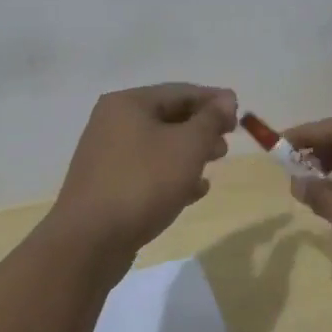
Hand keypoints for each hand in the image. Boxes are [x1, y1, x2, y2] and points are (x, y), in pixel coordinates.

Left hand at [49, 83, 237, 263]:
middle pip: (168, 117)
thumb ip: (210, 120)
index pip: (180, 92)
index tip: (240, 114)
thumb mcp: (187, 146)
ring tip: (214, 165)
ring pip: (159, 146)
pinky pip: (147, 171)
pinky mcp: (108, 186)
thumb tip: (226, 99)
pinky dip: (172, 175)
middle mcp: (113, 123)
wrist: (90, 240)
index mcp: (128, 104)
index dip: (214, 101)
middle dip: (202, 129)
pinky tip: (194, 191)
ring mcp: (108, 156)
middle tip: (227, 144)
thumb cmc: (144, 182)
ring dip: (190, 153)